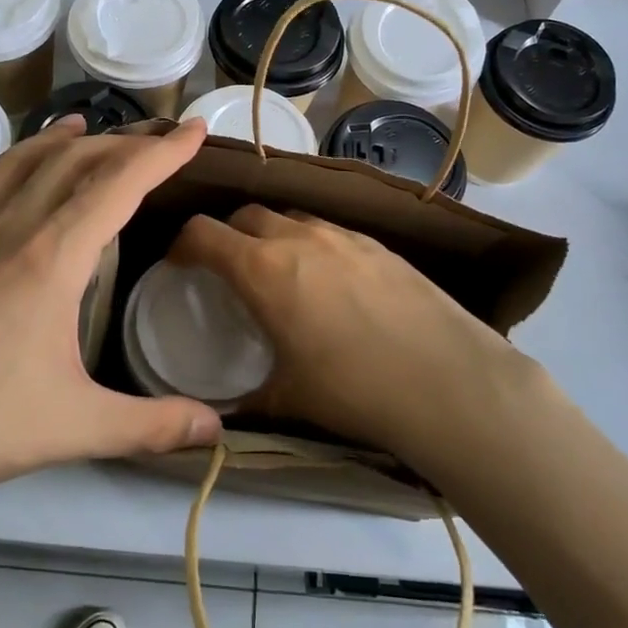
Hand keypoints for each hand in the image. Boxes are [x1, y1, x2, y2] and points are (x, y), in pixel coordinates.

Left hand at [0, 116, 221, 522]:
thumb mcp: (72, 427)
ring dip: (63, 139)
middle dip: (125, 141)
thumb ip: (149, 426)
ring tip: (87, 127)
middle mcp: (14, 228)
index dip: (164, 153)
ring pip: (25, 161)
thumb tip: (215, 430)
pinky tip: (15, 174)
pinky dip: (14, 162)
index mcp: (53, 255)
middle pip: (75, 160)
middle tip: (160, 138)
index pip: (120, 182)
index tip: (197, 130)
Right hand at [170, 207, 543, 474]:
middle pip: (245, 214)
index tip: (179, 264)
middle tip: (227, 268)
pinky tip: (330, 281)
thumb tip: (222, 413)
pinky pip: (329, 231)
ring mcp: (343, 235)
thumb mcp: (289, 399)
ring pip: (290, 217)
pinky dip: (312, 244)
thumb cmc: (355, 390)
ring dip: (271, 234)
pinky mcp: (378, 243)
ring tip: (279, 271)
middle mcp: (298, 238)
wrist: (448, 381)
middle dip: (226, 234)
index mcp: (263, 269)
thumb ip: (247, 398)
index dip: (181, 244)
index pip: (202, 233)